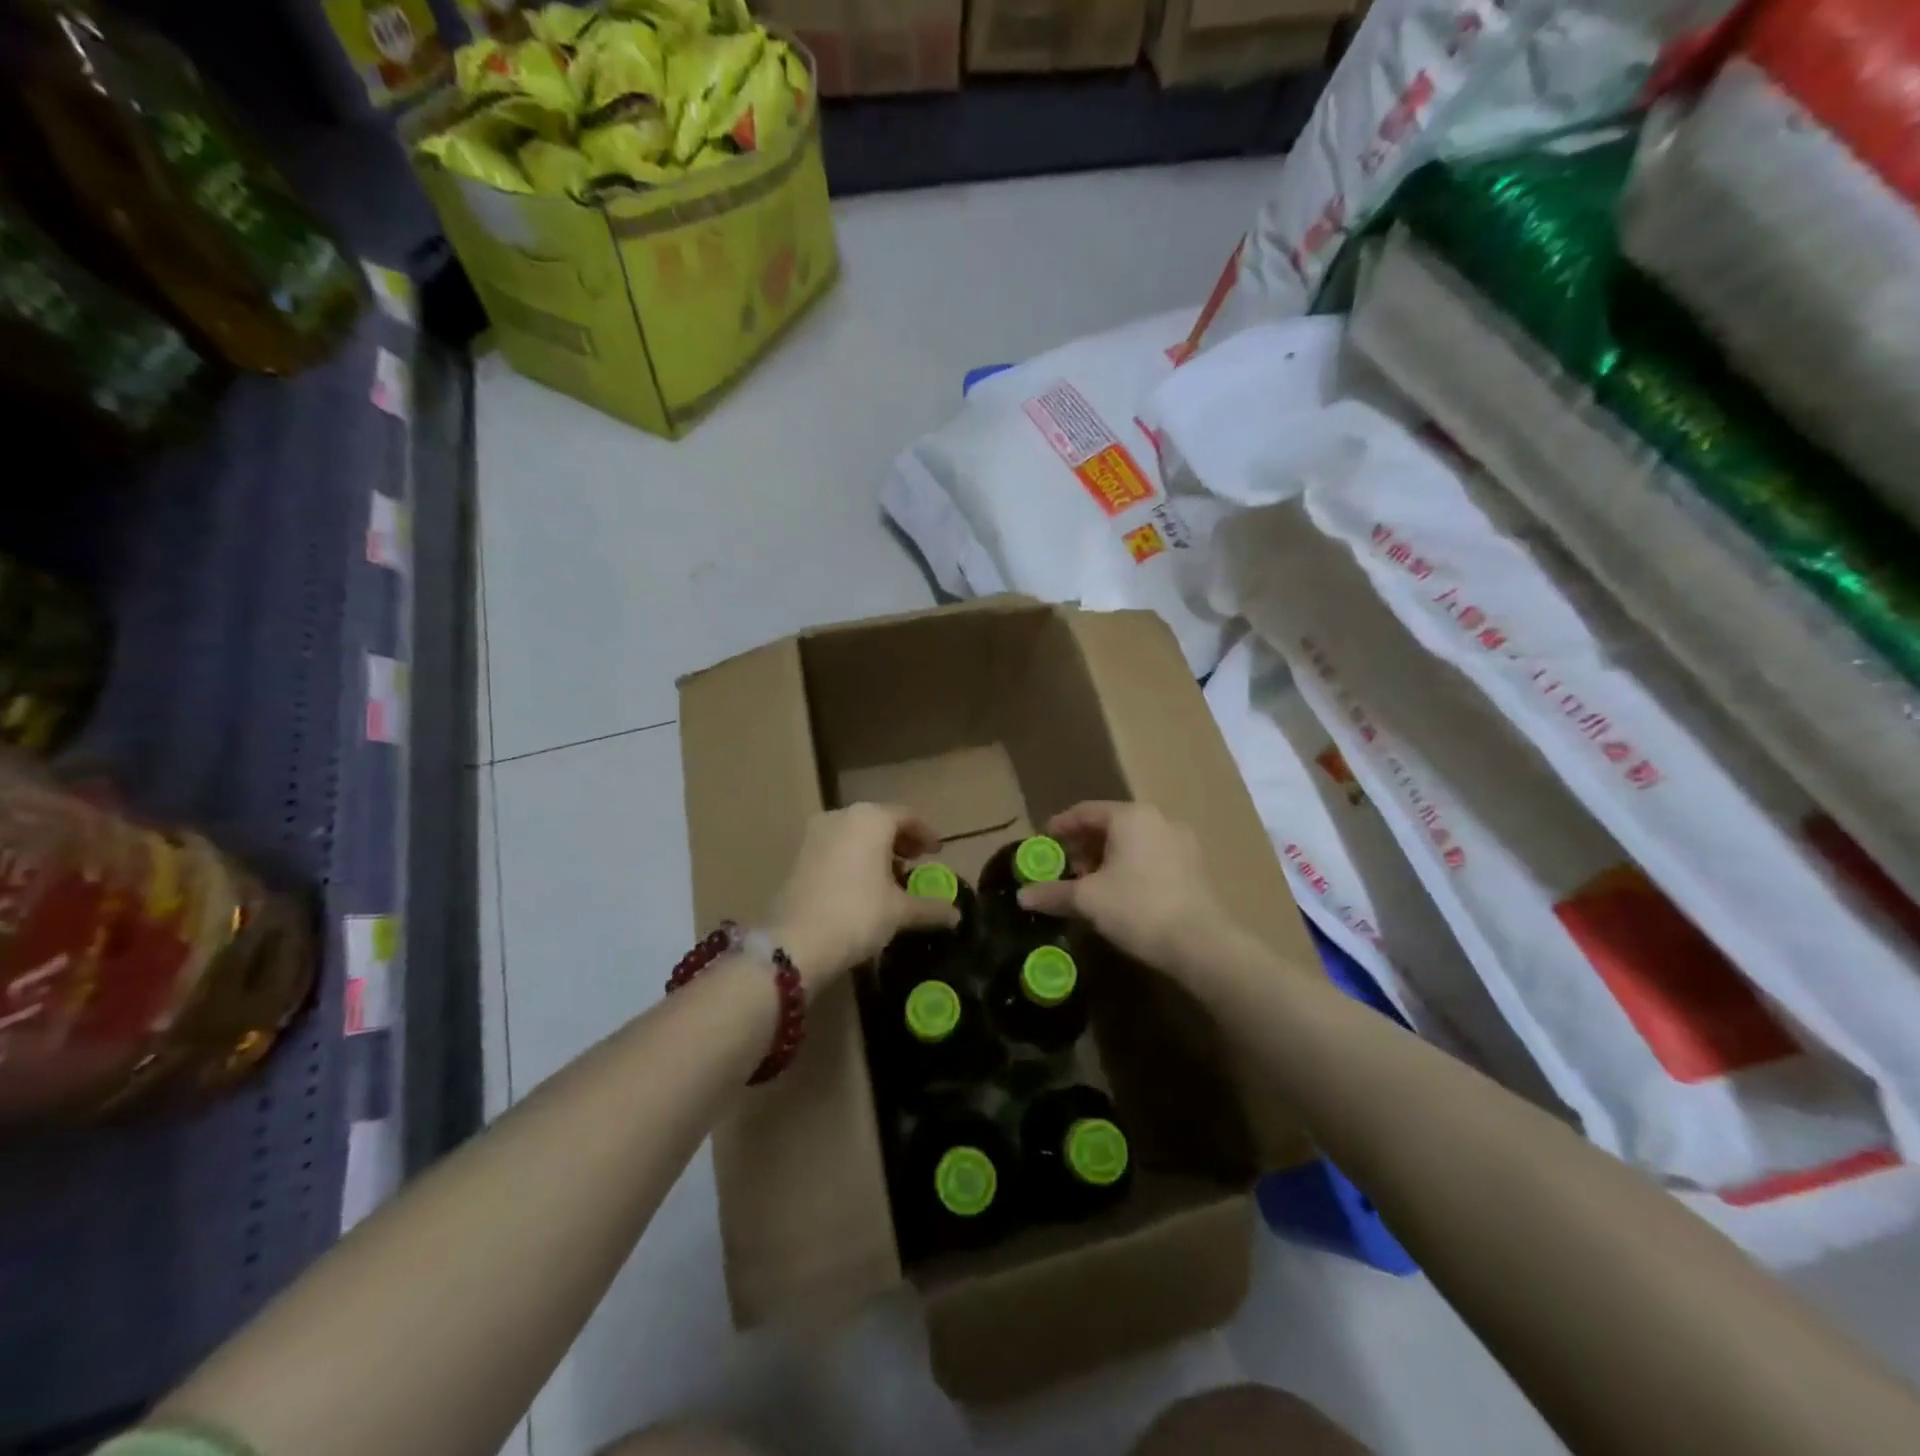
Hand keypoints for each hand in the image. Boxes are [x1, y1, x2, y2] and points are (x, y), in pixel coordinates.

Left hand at [770, 804, 958, 985]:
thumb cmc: (857, 914)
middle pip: (879, 821)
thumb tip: (956, 915)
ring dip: (876, 850)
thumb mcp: (900, 912)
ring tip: (891, 878)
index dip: (925, 834)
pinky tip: (862, 885)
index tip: (937, 853)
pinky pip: (836, 847)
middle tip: (916, 862)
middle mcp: (842, 816)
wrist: (795, 942)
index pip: (907, 816)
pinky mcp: (799, 855)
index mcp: (871, 819)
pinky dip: (853, 858)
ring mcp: (816, 834)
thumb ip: (930, 907)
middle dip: (900, 841)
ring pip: (855, 834)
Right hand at [1017, 802, 1227, 975]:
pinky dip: (1131, 867)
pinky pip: (1152, 856)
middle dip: (1084, 845)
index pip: (1085, 811)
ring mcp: (1181, 842)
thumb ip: (1053, 893)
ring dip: (1107, 858)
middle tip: (1066, 867)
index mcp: (1131, 816)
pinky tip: (1121, 893)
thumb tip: (1021, 895)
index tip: (1043, 841)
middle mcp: (1158, 820)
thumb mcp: (1087, 900)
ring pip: (1133, 842)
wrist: (1201, 944)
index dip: (1060, 826)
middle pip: (1111, 825)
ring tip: (1091, 884)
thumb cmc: (1137, 908)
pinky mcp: (1195, 867)